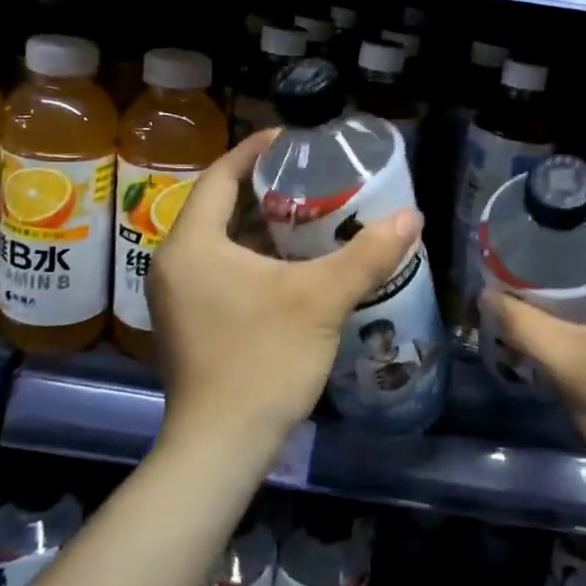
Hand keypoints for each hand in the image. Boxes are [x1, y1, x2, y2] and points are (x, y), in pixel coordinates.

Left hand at [149, 130, 422, 463]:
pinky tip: (294, 266)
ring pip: (222, 243)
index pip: (219, 177)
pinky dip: (255, 259)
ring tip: (311, 214)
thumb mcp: (322, 300)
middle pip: (219, 208)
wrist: (222, 448)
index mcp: (192, 245)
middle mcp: (174, 264)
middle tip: (312, 178)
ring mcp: (177, 298)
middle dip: (265, 190)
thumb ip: (367, 255)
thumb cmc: (263, 360)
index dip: (254, 151)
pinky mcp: (189, 324)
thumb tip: (412, 216)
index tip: (291, 138)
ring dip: (262, 228)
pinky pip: (221, 271)